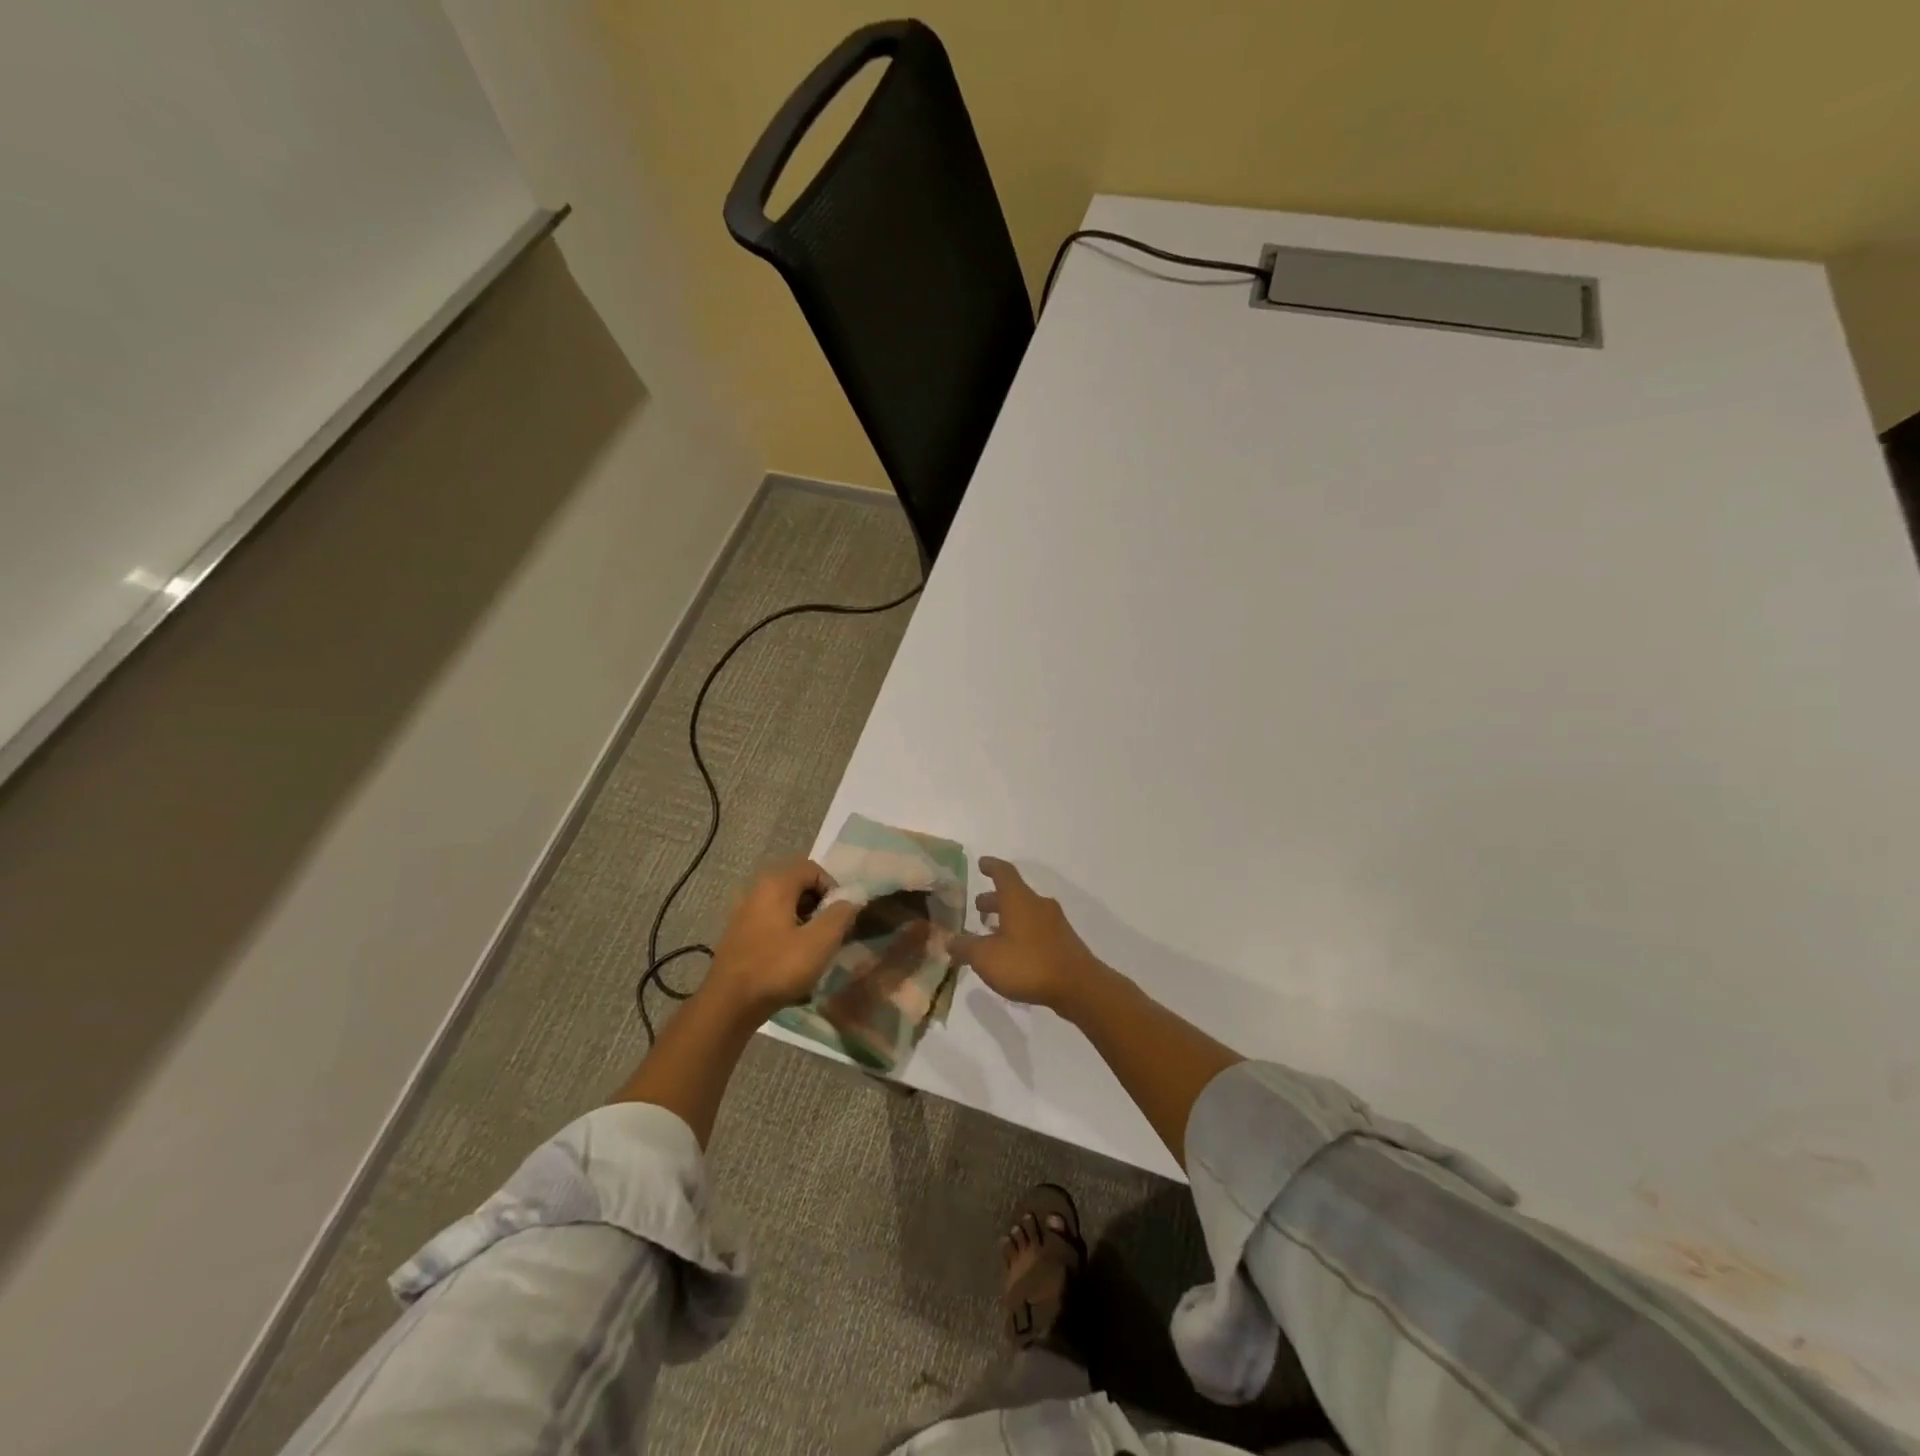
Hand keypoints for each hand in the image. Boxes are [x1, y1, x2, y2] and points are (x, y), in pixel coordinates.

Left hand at [704, 860, 856, 1019]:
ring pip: (784, 906)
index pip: (813, 869)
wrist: (729, 1005)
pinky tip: (790, 960)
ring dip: (803, 922)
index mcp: (776, 885)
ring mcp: (744, 913)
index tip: (840, 917)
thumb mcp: (820, 942)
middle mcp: (756, 891)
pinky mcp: (738, 935)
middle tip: (829, 933)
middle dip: (819, 906)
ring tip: (812, 949)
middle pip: (798, 886)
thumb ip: (841, 915)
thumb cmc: (778, 968)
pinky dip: (786, 933)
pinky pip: (770, 923)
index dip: (832, 888)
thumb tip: (850, 901)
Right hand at [951, 857, 1109, 1014]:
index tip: (981, 863)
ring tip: (990, 932)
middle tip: (978, 908)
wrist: (1078, 986)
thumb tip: (950, 940)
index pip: (1003, 872)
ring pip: (1025, 912)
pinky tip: (1011, 951)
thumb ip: (965, 947)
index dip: (991, 866)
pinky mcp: (1063, 942)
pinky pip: (1036, 929)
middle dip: (994, 899)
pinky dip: (1020, 932)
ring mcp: (1054, 923)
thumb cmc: (1028, 964)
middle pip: (1014, 894)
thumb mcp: (986, 958)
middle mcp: (1038, 905)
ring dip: (1007, 917)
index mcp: (1019, 899)